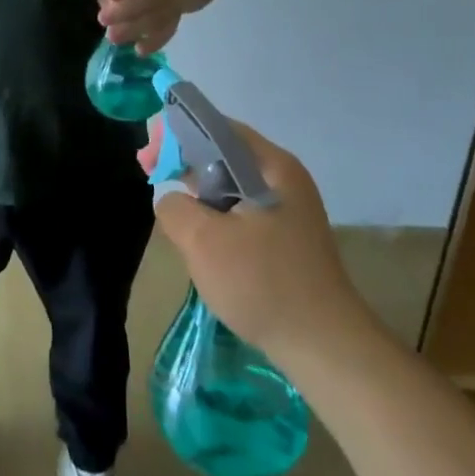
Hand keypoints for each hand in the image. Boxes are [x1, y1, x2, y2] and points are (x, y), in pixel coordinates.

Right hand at [151, 121, 373, 360]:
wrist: (326, 348)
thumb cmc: (263, 284)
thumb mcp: (203, 240)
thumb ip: (174, 207)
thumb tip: (172, 200)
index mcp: (272, 166)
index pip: (216, 127)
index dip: (176, 133)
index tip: (148, 157)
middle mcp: (284, 179)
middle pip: (223, 152)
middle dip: (183, 160)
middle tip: (150, 175)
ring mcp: (288, 209)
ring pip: (230, 184)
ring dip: (197, 190)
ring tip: (170, 208)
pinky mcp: (285, 238)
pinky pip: (241, 210)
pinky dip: (214, 213)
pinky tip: (198, 236)